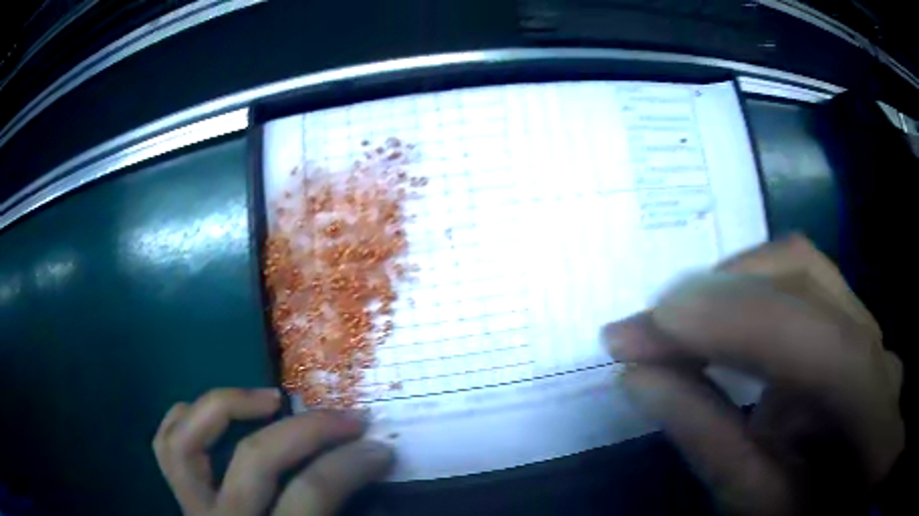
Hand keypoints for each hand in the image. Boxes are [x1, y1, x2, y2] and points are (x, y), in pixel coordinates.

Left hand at [153, 388, 393, 515]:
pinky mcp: (180, 499)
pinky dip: (185, 416)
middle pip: (255, 459)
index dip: (350, 464)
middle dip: (309, 430)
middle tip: (346, 418)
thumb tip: (370, 469)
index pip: (311, 493)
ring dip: (228, 407)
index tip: (379, 449)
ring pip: (188, 441)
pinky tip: (215, 415)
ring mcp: (192, 509)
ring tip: (270, 399)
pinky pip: (165, 445)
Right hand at [603, 235, 903, 515]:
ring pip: (803, 269)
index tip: (652, 325)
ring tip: (674, 323)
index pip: (825, 352)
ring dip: (730, 287)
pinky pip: (801, 285)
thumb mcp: (754, 503)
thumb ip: (710, 443)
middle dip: (721, 292)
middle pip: (808, 279)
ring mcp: (872, 330)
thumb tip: (639, 376)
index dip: (743, 325)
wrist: (837, 495)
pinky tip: (716, 324)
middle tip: (647, 326)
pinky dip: (748, 295)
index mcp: (875, 427)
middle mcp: (883, 357)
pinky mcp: (854, 322)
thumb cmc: (797, 515)